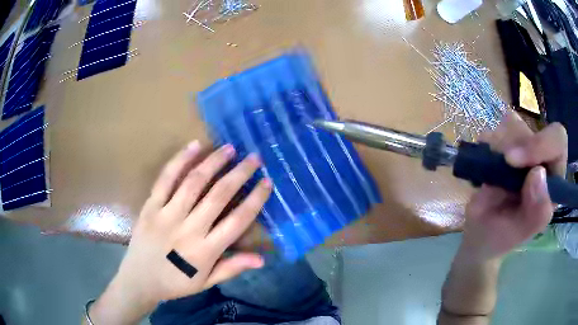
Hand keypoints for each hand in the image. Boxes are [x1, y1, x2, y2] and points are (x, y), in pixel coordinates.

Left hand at [89, 141, 271, 324]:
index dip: (255, 200)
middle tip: (254, 158)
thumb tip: (262, 258)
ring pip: (194, 182)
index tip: (267, 182)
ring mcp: (167, 214)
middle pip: (218, 196)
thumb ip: (232, 267)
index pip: (237, 221)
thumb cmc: (176, 283)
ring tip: (229, 148)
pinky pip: (165, 179)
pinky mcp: (150, 206)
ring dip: (214, 162)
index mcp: (205, 250)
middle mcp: (188, 229)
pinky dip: (180, 160)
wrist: (140, 279)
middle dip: (240, 174)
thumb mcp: (206, 281)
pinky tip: (194, 146)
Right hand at [461, 113, 567, 261]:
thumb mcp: (517, 234)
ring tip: (490, 176)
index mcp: (553, 181)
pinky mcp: (506, 143)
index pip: (558, 141)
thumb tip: (538, 174)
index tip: (513, 161)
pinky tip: (485, 166)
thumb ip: (535, 213)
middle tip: (500, 164)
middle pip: (534, 128)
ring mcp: (524, 149)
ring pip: (513, 124)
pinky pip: (496, 129)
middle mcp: (542, 159)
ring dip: (497, 147)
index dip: (541, 143)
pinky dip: (487, 144)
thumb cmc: (500, 237)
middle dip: (515, 144)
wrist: (480, 233)